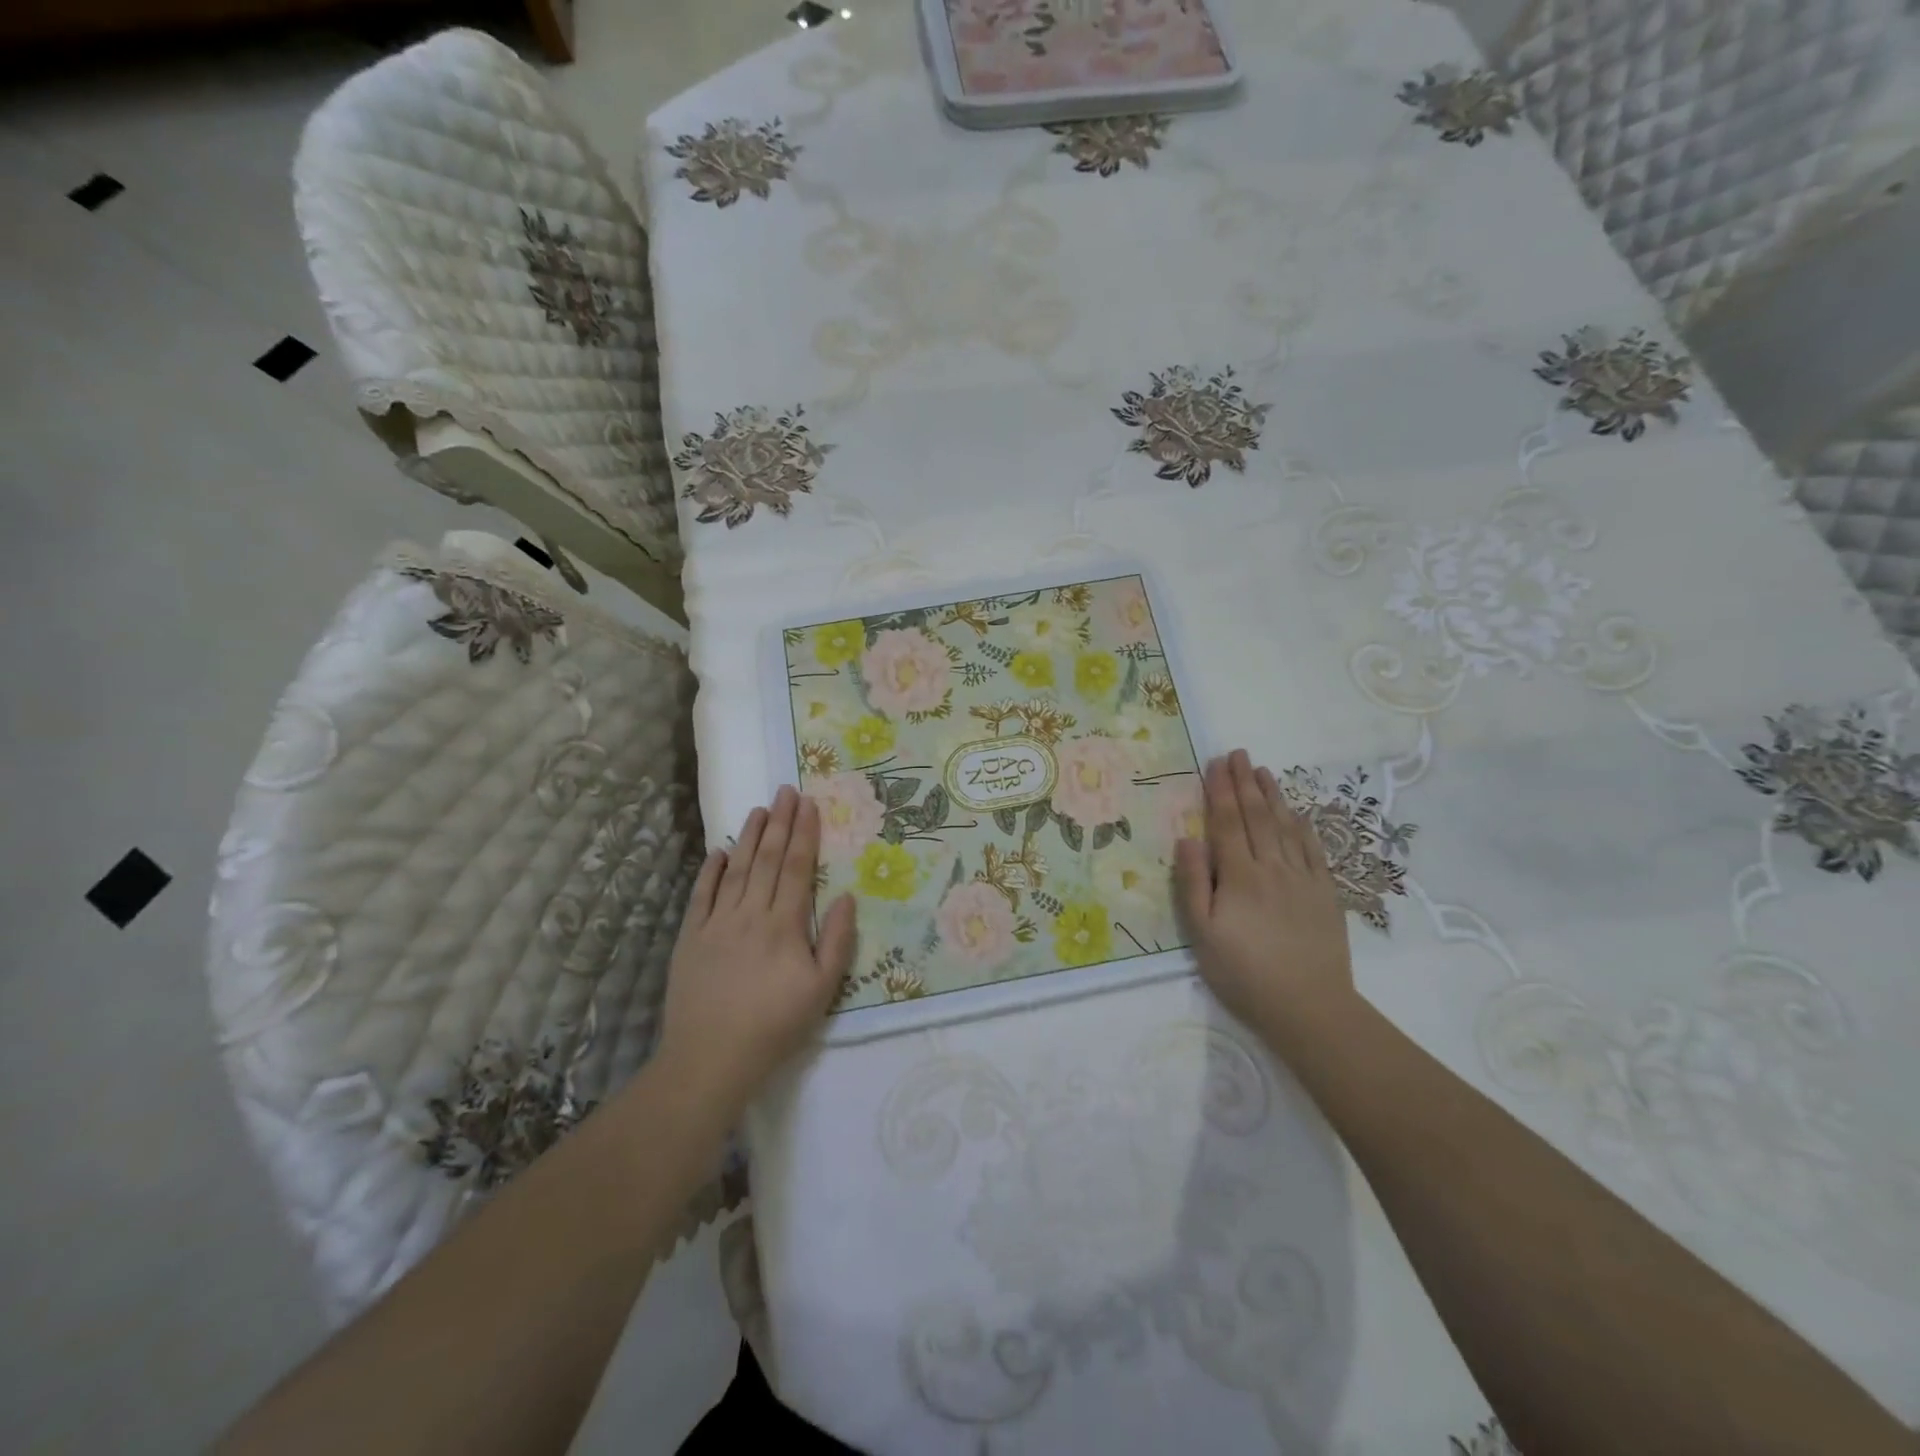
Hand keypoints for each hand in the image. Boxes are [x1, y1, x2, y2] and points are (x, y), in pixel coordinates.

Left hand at [656, 787, 856, 1119]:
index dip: (804, 833)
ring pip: (736, 869)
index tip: (809, 804)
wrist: (711, 1058)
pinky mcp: (691, 937)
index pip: (796, 867)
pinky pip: (702, 894)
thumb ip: (836, 940)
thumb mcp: (822, 990)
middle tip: (786, 790)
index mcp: (784, 925)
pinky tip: (721, 851)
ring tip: (760, 809)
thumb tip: (846, 896)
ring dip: (750, 837)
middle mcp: (750, 914)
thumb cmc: (774, 1026)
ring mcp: (716, 923)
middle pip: (767, 859)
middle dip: (780, 822)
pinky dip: (711, 870)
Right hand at [1174, 750, 1354, 1044]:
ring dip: (1273, 796)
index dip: (1219, 791)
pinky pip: (1314, 850)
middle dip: (1245, 783)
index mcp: (1239, 876)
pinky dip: (1303, 827)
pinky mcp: (1325, 893)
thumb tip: (1186, 839)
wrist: (1309, 1007)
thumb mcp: (1203, 934)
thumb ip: (1193, 884)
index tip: (1215, 763)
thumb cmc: (1244, 973)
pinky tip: (1297, 813)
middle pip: (1256, 816)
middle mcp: (1272, 868)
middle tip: (1238, 754)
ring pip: (1286, 827)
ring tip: (1263, 771)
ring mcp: (1303, 878)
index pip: (1226, 823)